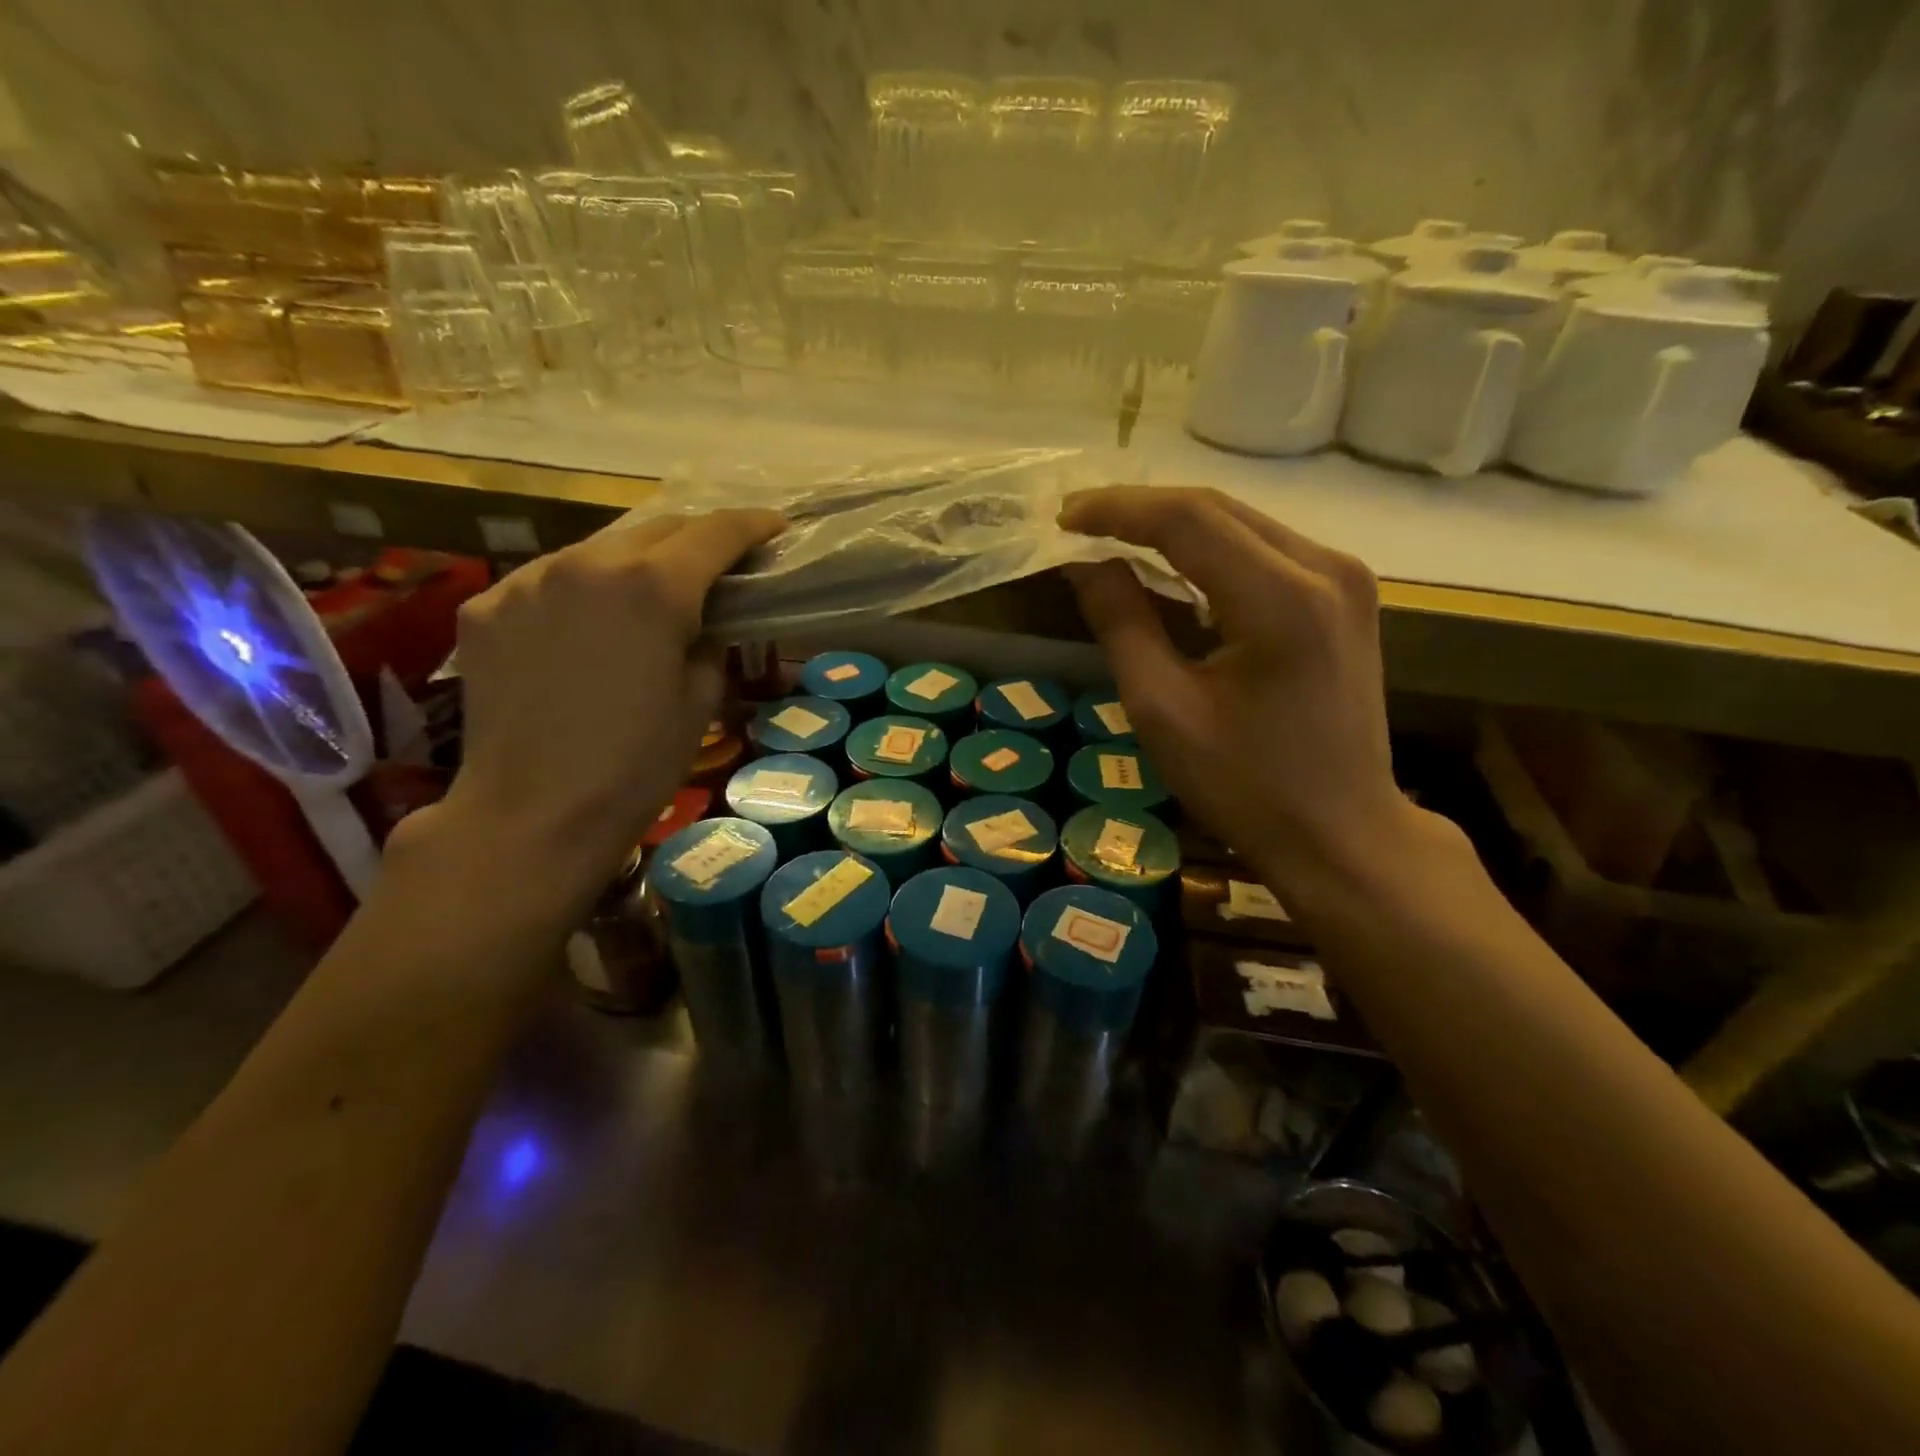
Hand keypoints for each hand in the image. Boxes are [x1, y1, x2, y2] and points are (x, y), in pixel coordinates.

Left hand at [424, 509, 783, 912]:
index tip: (775, 527)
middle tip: (719, 566)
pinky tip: (586, 628)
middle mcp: (588, 563)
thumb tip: (706, 619)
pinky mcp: (487, 606)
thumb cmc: (636, 766)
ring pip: (599, 548)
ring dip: (636, 562)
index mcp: (653, 587)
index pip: (716, 532)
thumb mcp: (701, 701)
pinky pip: (548, 579)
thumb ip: (711, 640)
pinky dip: (581, 590)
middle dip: (696, 540)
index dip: (753, 524)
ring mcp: (527, 580)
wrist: (532, 815)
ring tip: (649, 597)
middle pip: (657, 527)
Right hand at [1061, 486, 1421, 897]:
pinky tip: (1171, 567)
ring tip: (1112, 539)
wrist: (1341, 833)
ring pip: (1242, 523)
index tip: (1063, 518)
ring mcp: (1344, 578)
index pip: (1187, 519)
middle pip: (1217, 509)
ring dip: (1174, 526)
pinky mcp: (1345, 595)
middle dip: (1141, 510)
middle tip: (1079, 524)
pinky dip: (1210, 550)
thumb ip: (1122, 624)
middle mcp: (1325, 568)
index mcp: (1280, 600)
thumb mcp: (1164, 711)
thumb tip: (1085, 563)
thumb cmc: (1245, 786)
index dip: (1118, 509)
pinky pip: (1264, 549)